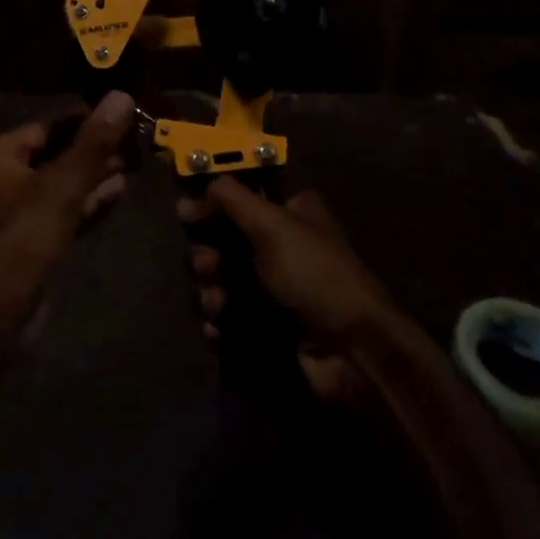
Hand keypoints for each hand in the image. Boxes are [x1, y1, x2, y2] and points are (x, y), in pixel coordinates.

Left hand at [0, 91, 135, 334]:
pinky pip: (63, 207)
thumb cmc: (23, 239)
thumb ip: (93, 142)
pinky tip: (119, 189)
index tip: (125, 115)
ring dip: (96, 172)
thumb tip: (121, 96)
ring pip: (63, 181)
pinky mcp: (31, 237)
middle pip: (57, 151)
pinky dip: (88, 199)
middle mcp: (4, 176)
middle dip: (95, 147)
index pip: (50, 125)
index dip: (87, 119)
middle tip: (137, 139)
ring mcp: (17, 209)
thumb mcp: (63, 186)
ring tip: (136, 160)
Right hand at [182, 178, 395, 404]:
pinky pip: (227, 317)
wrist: (353, 351)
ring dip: (210, 289)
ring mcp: (272, 287)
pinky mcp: (265, 325)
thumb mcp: (273, 224)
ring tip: (217, 304)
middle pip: (224, 238)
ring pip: (220, 279)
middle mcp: (279, 245)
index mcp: (288, 211)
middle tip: (207, 265)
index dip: (213, 199)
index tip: (187, 211)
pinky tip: (218, 329)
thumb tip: (198, 186)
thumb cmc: (313, 274)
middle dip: (207, 252)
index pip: (242, 193)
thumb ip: (232, 198)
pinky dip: (218, 322)